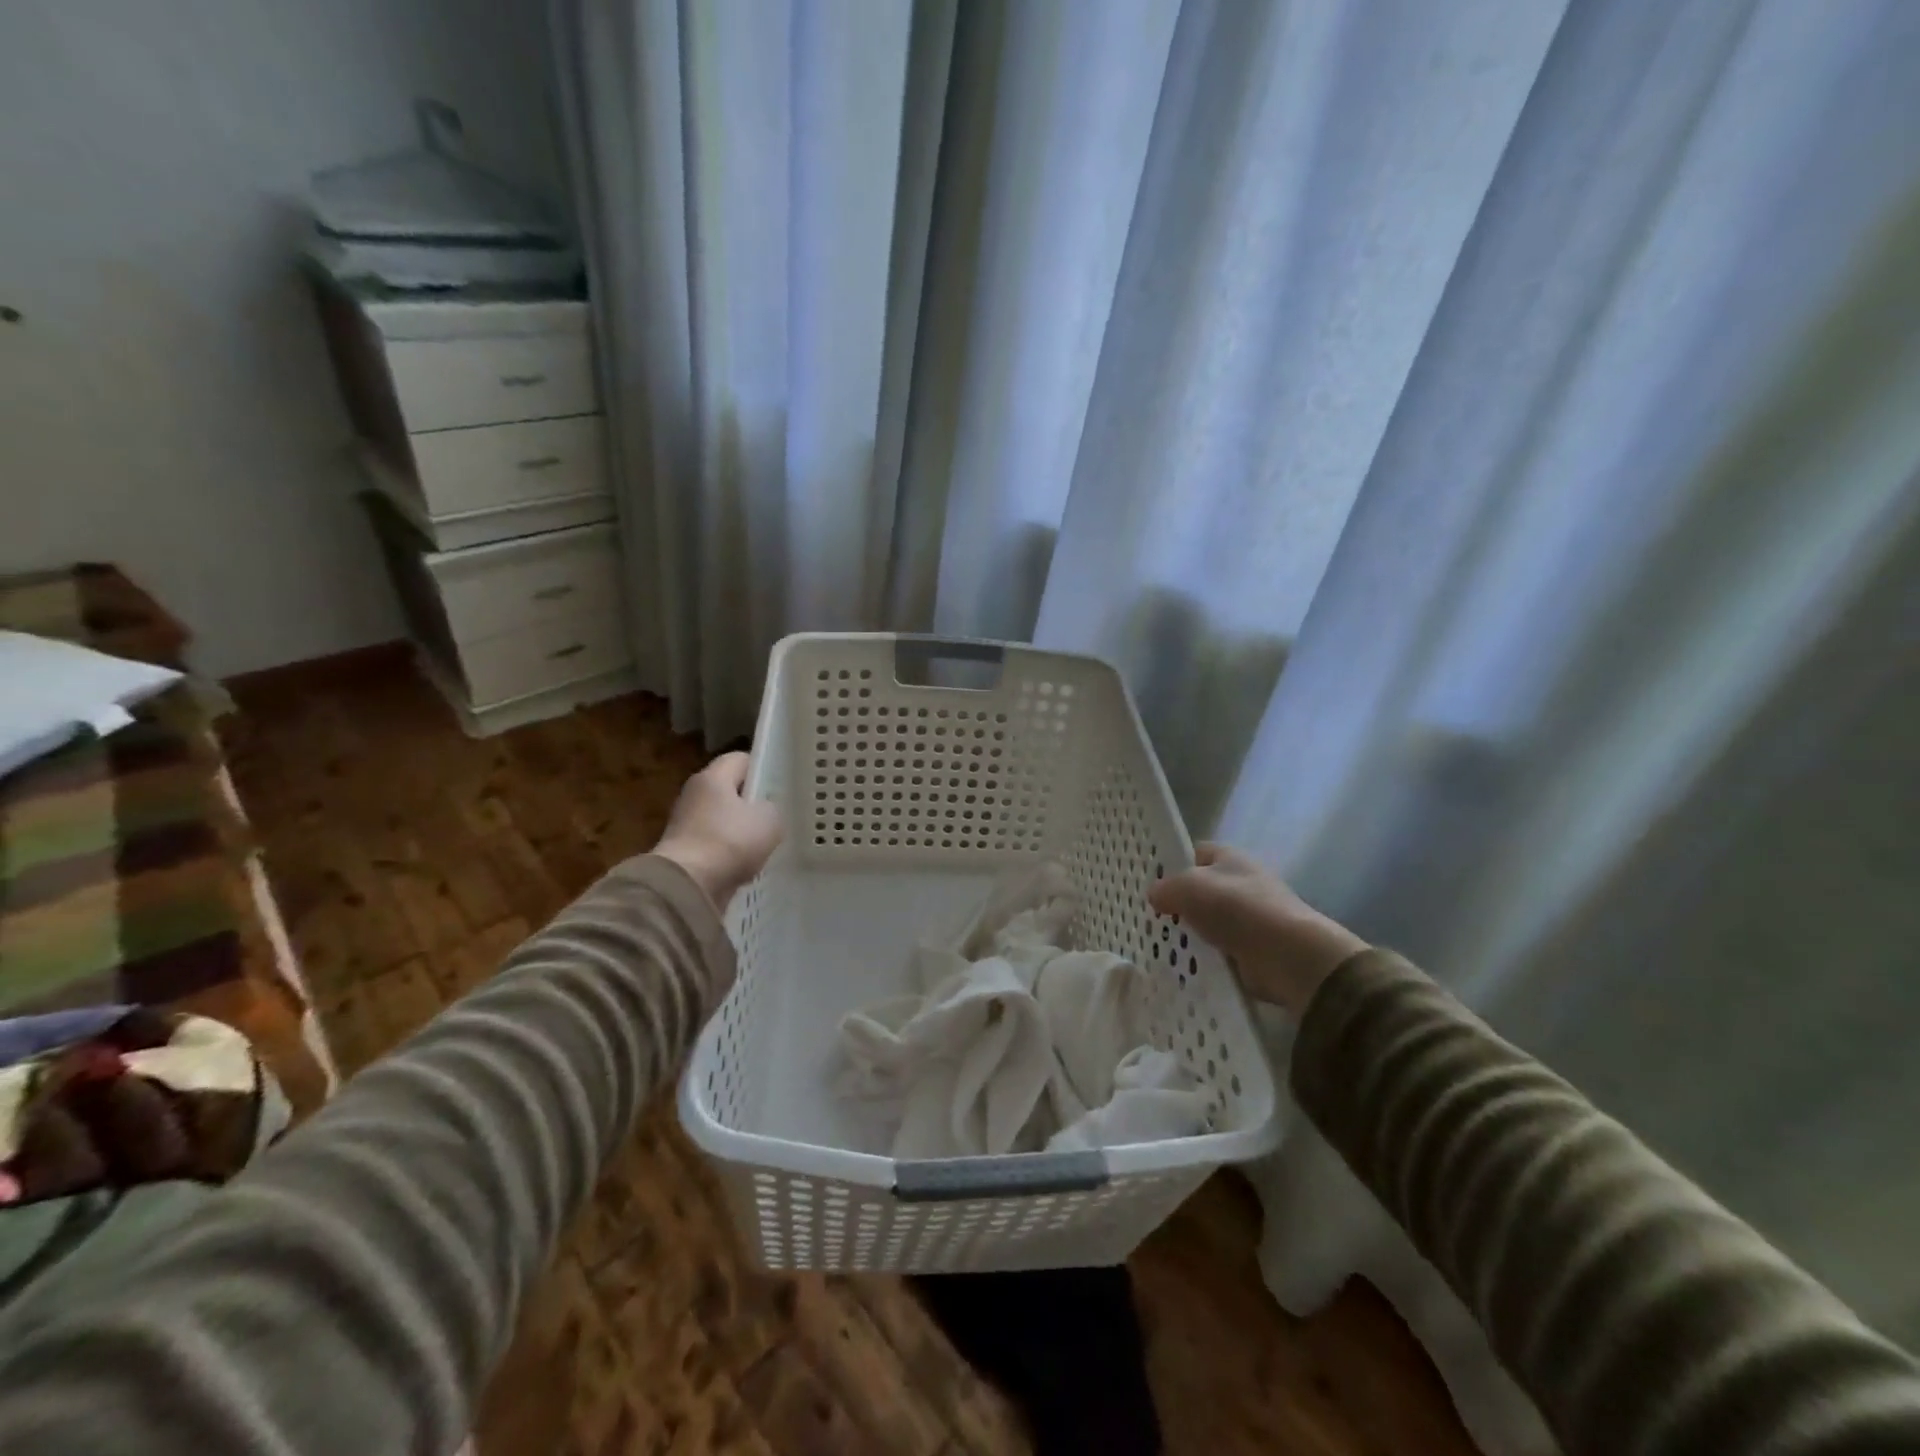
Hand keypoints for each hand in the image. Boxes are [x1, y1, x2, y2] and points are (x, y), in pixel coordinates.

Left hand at [654, 753, 782, 911]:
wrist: (688, 885)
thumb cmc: (730, 841)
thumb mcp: (769, 820)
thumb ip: (772, 810)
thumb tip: (764, 812)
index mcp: (712, 777)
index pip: (740, 759)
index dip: (761, 769)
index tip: (778, 786)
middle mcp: (694, 794)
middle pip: (729, 790)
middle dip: (751, 804)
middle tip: (775, 817)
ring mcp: (685, 824)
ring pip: (722, 820)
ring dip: (741, 832)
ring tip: (764, 846)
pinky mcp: (683, 851)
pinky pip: (714, 845)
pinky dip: (729, 854)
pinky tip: (745, 866)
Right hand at [1147, 844, 1366, 1015]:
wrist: (1287, 955)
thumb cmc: (1237, 908)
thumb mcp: (1189, 886)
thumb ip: (1166, 888)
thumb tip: (1155, 895)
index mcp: (1229, 858)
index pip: (1194, 852)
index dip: (1171, 863)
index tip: (1147, 881)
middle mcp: (1240, 883)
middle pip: (1199, 889)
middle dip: (1176, 902)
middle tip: (1148, 915)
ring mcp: (1247, 918)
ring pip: (1206, 921)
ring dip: (1188, 933)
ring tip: (1157, 943)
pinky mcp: (1251, 949)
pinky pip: (1217, 949)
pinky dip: (1202, 957)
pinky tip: (1180, 963)